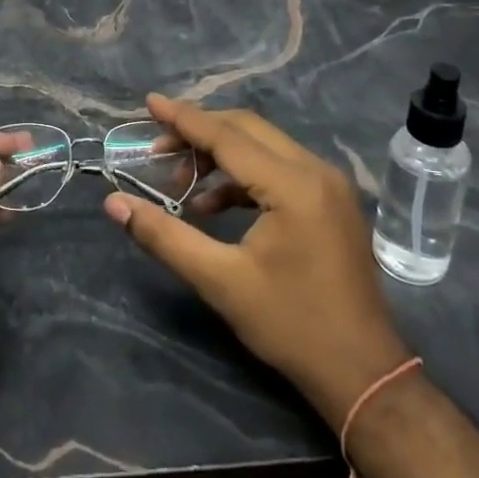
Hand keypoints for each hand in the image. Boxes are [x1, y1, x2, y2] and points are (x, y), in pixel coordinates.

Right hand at [103, 96, 410, 430]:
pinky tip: (214, 205)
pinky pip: (279, 167)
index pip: (227, 136)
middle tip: (158, 149)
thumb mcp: (220, 282)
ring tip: (180, 183)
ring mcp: (329, 184)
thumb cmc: (291, 326)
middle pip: (247, 129)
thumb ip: (164, 236)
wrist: (364, 374)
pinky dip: (243, 174)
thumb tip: (114, 204)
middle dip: (199, 132)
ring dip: (220, 154)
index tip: (150, 103)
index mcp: (293, 185)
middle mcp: (316, 170)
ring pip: (263, 145)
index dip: (184, 118)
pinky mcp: (331, 200)